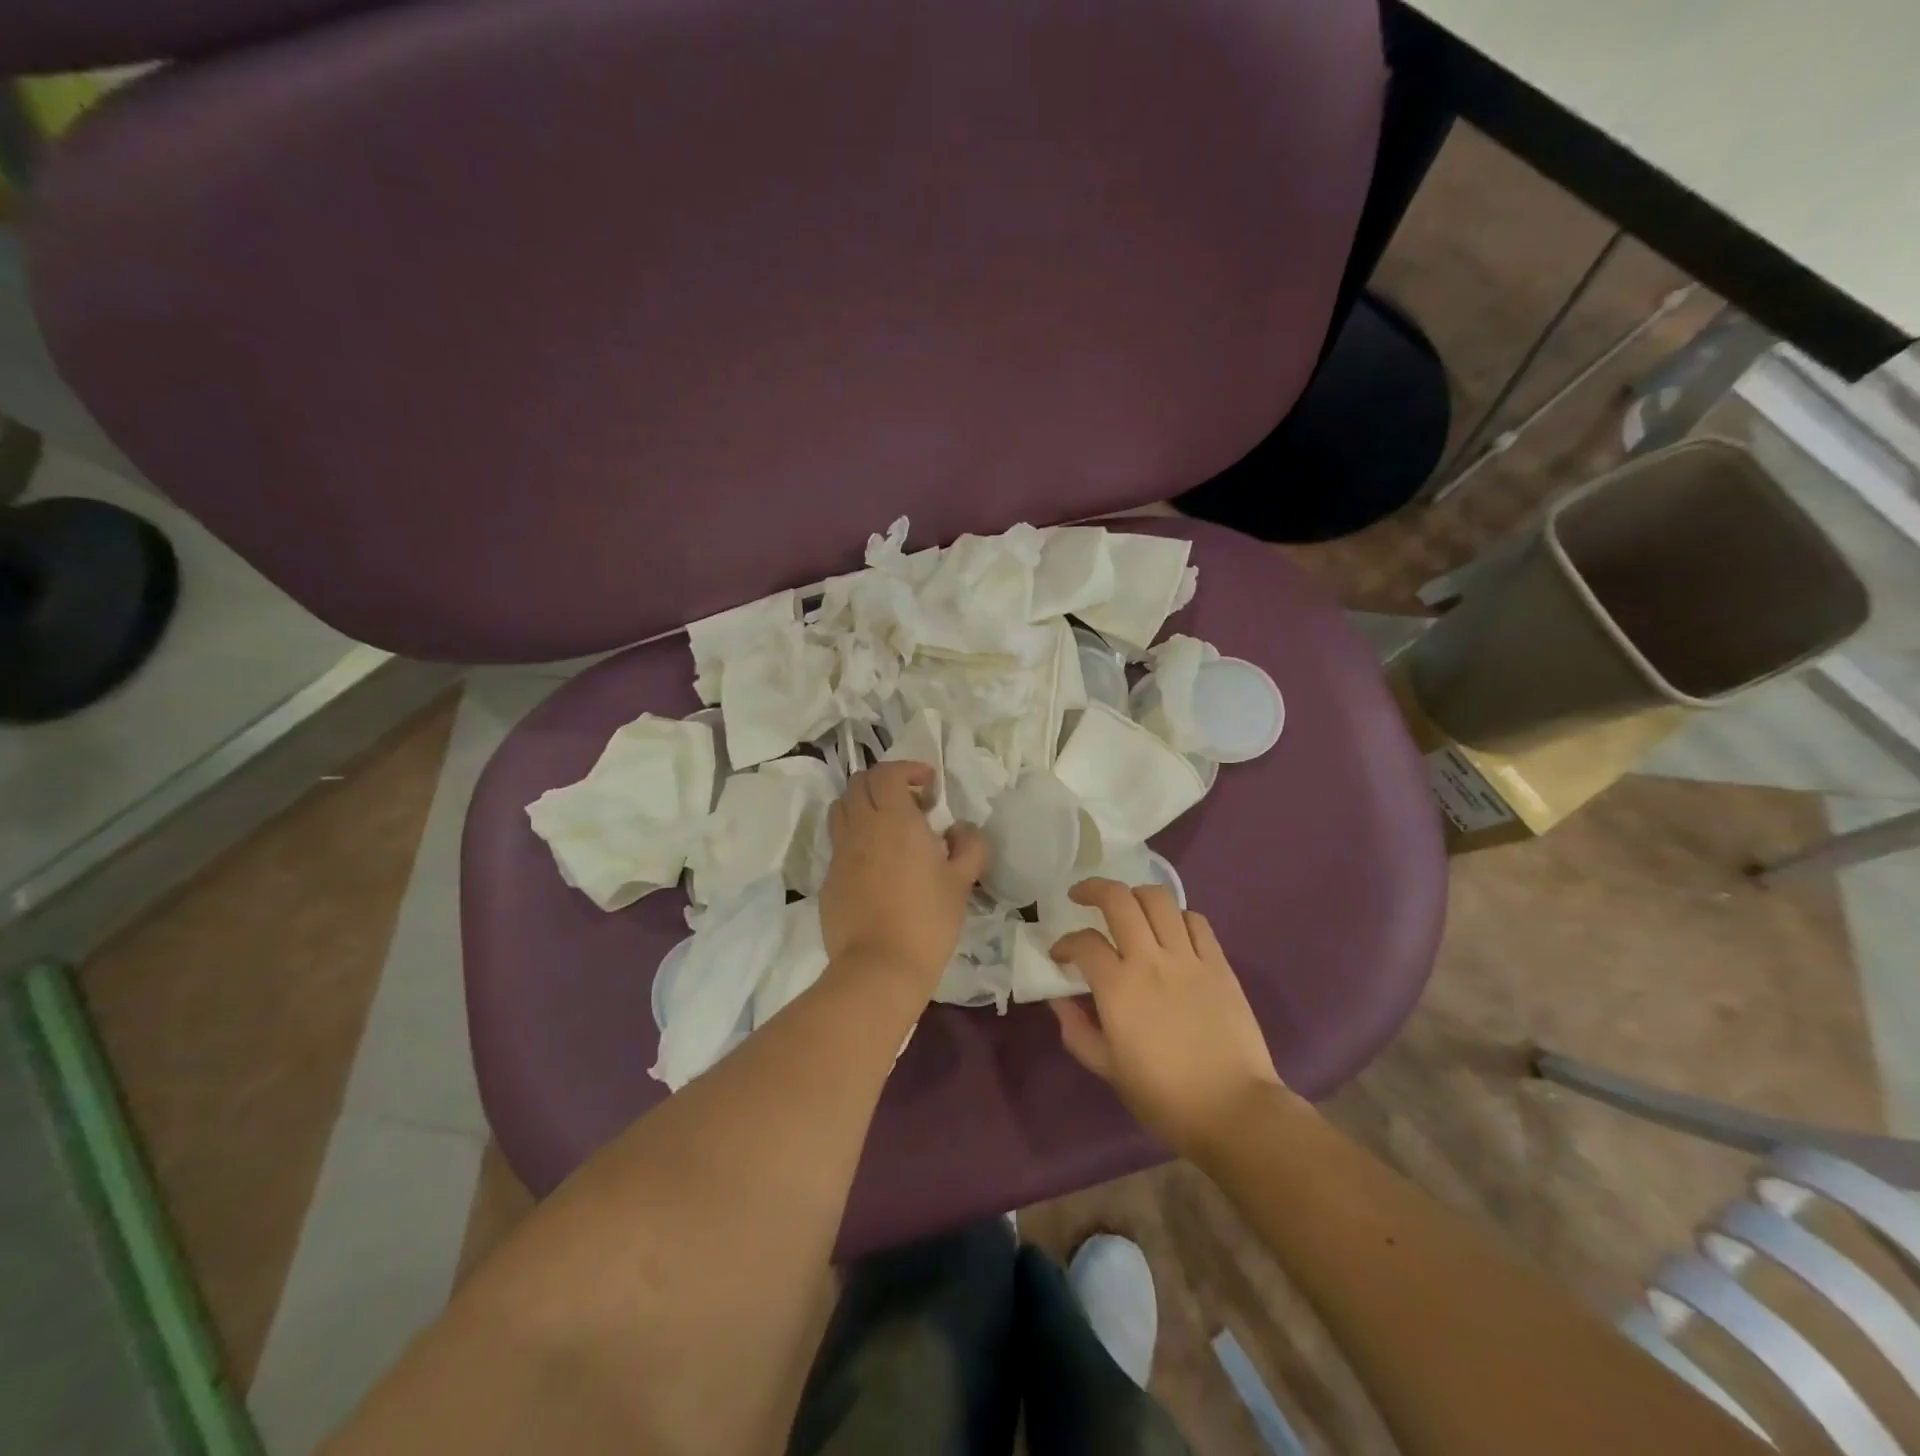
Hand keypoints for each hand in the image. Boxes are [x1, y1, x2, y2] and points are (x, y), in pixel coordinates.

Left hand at [820, 761, 988, 994]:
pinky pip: (839, 843)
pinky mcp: (828, 879)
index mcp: (894, 820)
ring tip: (888, 827)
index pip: (887, 773)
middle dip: (884, 782)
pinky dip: (855, 837)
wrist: (879, 967)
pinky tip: (876, 864)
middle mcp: (861, 827)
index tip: (929, 784)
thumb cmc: (928, 920)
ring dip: (864, 805)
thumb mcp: (961, 882)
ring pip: (842, 808)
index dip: (907, 769)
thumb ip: (968, 846)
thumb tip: (961, 830)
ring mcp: (840, 853)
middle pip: (859, 783)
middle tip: (911, 803)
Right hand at [1049, 878, 1283, 1151]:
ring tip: (1127, 906)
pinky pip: (1196, 922)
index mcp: (1118, 987)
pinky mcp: (1219, 965)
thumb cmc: (1164, 1097)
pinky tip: (1170, 929)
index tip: (1060, 955)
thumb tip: (1058, 1000)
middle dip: (1093, 889)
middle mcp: (1150, 960)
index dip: (1065, 943)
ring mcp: (1188, 958)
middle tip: (1080, 896)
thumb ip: (1077, 1030)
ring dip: (1135, 894)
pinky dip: (1177, 916)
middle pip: (1118, 900)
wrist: (1233, 1110)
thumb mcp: (1108, 1069)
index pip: (1083, 943)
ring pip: (1159, 900)